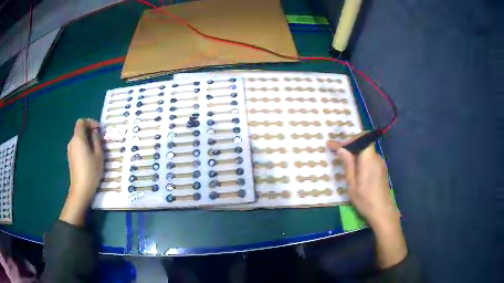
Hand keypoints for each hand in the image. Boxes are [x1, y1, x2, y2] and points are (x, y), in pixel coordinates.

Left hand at [60, 119, 102, 225]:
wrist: (81, 189)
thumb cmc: (91, 171)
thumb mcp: (98, 154)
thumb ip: (97, 140)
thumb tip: (95, 132)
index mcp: (78, 138)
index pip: (81, 121)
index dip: (90, 122)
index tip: (99, 129)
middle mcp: (72, 142)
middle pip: (80, 130)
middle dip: (90, 131)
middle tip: (100, 140)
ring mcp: (70, 150)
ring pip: (79, 139)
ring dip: (87, 140)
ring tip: (97, 150)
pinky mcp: (71, 158)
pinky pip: (78, 146)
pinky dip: (84, 146)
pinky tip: (90, 157)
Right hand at [327, 140, 397, 227]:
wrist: (382, 211)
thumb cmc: (365, 199)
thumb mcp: (352, 184)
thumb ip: (348, 164)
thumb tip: (341, 149)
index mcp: (369, 159)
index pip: (362, 138)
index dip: (348, 139)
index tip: (333, 145)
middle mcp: (376, 157)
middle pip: (363, 143)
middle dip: (349, 145)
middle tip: (337, 153)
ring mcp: (380, 163)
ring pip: (366, 151)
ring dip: (355, 153)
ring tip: (344, 162)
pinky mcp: (381, 169)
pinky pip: (369, 158)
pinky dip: (360, 159)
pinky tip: (355, 169)